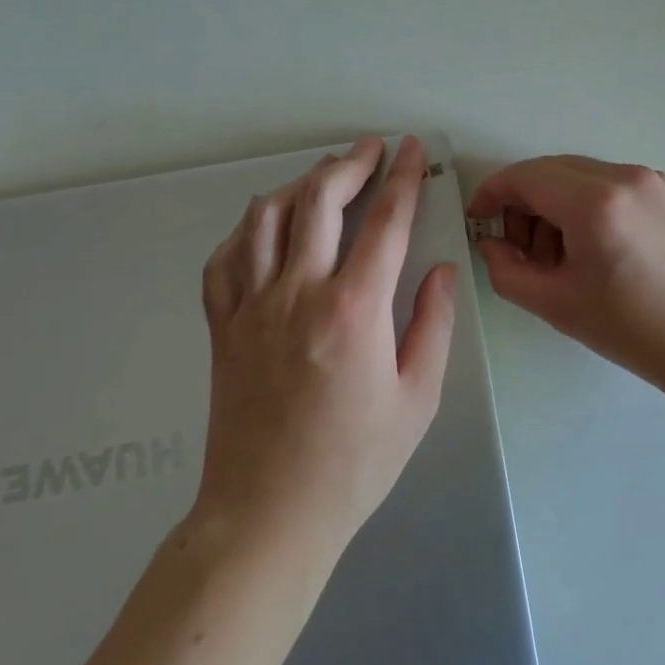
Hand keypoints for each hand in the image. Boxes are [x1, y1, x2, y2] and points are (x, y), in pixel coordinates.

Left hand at [196, 135, 454, 551]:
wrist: (268, 516)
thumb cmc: (355, 462)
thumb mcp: (418, 398)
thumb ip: (433, 324)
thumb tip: (441, 271)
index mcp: (354, 309)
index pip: (386, 222)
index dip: (404, 177)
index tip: (412, 149)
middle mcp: (299, 293)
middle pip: (319, 201)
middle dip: (350, 164)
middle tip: (371, 149)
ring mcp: (251, 307)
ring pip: (266, 218)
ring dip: (299, 186)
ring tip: (324, 177)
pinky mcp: (222, 328)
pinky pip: (224, 260)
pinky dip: (247, 230)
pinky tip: (266, 227)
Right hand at [467, 155, 664, 395]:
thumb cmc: (631, 328)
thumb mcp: (555, 303)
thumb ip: (506, 269)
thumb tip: (492, 242)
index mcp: (595, 201)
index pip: (525, 177)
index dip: (492, 193)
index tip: (478, 219)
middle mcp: (623, 176)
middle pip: (550, 170)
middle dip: (523, 202)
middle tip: (518, 248)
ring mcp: (649, 179)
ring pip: (578, 174)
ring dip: (553, 204)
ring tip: (556, 255)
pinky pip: (607, 183)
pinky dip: (584, 203)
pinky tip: (589, 245)